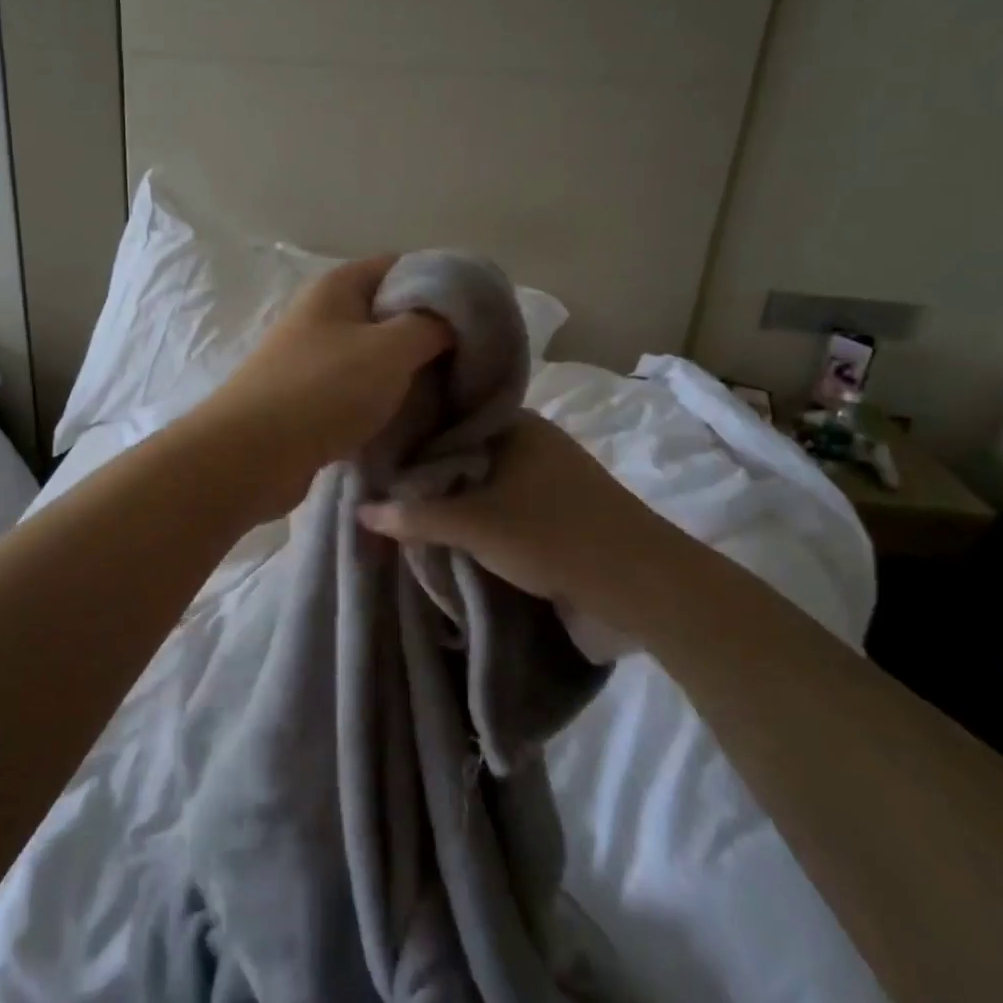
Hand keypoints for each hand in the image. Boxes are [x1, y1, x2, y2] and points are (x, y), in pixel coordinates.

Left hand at [190, 255, 453, 520]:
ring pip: (375, 355)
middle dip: (430, 334)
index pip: (401, 266)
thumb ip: (431, 325)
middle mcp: (323, 314)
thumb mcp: (391, 348)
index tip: (479, 315)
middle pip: (389, 312)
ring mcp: (312, 357)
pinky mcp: (308, 398)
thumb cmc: (324, 389)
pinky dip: (384, 400)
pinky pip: (358, 389)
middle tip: (471, 361)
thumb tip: (453, 318)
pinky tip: (411, 419)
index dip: (443, 284)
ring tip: (449, 393)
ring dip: (409, 372)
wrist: (252, 454)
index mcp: (338, 286)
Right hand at [357, 411, 675, 603]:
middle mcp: (532, 439)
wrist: (641, 583)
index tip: (377, 458)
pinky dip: (481, 512)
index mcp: (515, 424)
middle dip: (431, 473)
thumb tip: (360, 511)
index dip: (412, 438)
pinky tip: (456, 529)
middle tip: (386, 491)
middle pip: (465, 451)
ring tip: (412, 512)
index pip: (448, 419)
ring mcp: (550, 473)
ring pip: (486, 478)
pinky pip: (506, 499)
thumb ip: (415, 516)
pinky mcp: (561, 506)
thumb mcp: (474, 525)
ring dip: (456, 496)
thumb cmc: (552, 535)